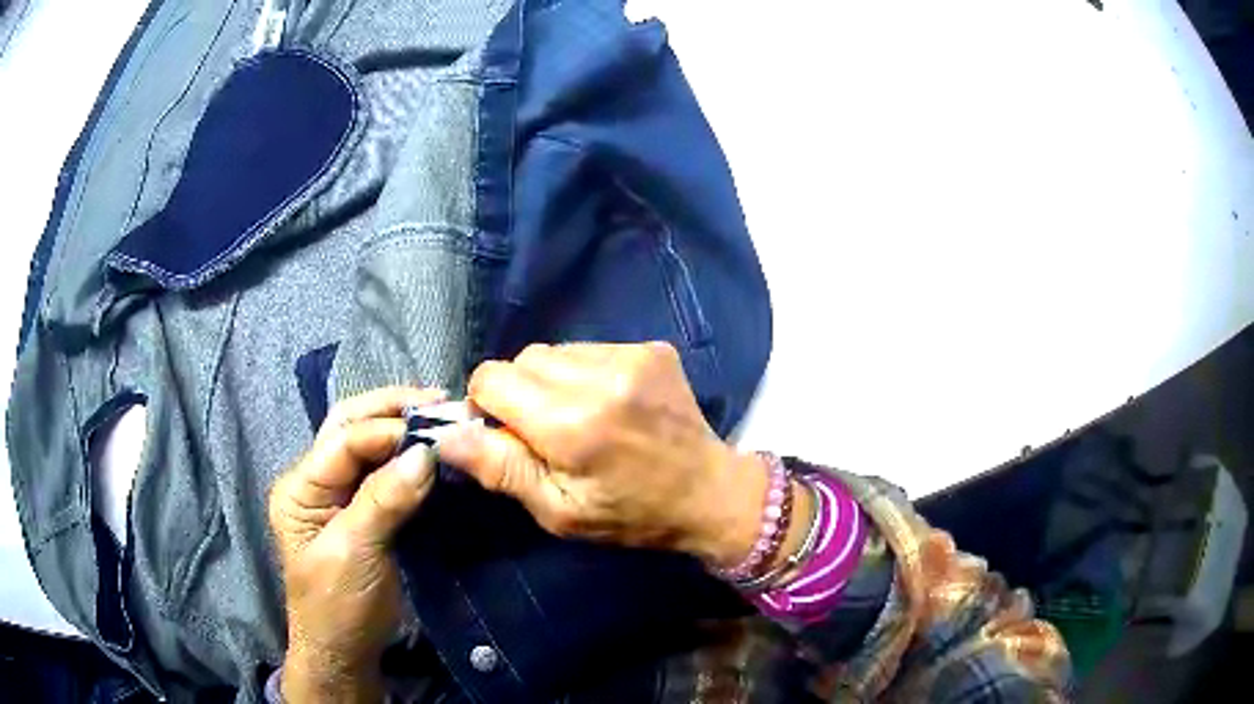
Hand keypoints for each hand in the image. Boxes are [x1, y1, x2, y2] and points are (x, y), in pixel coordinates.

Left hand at [268, 387, 444, 702]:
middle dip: (391, 409)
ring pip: (365, 444)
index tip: (437, 432)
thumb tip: (425, 454)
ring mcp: (337, 495)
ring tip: (439, 415)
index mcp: (300, 488)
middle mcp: (314, 481)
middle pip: (348, 427)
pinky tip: (430, 450)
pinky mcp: (361, 511)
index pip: (343, 440)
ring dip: (400, 426)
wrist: (343, 653)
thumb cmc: (338, 607)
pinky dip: (406, 456)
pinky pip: (382, 472)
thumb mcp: (354, 554)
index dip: (387, 430)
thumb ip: (383, 501)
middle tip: (438, 400)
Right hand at [437, 342, 766, 566]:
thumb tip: (447, 434)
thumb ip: (500, 469)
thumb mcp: (559, 511)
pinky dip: (584, 373)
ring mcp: (631, 356)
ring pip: (554, 351)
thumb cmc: (630, 514)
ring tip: (582, 417)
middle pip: (521, 359)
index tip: (507, 434)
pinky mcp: (652, 348)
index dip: (487, 405)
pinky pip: (590, 349)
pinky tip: (609, 404)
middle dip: (519, 392)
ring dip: (552, 381)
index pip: (492, 378)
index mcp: (572, 424)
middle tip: (547, 432)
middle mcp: (601, 377)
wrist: (709, 492)